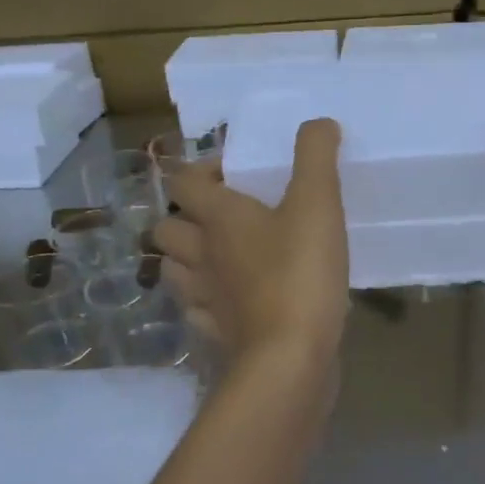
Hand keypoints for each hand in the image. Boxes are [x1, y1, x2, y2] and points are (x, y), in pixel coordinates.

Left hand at [153, 118, 349, 367]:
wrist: (289, 360)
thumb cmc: (300, 274)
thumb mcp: (318, 204)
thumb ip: (316, 156)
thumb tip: (318, 123)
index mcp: (218, 218)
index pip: (182, 181)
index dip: (201, 170)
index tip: (234, 172)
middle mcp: (200, 255)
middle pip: (166, 228)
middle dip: (185, 217)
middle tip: (224, 216)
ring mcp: (203, 299)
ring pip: (173, 271)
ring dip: (188, 259)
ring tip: (221, 257)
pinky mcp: (215, 335)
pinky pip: (196, 312)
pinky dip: (206, 302)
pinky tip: (232, 301)